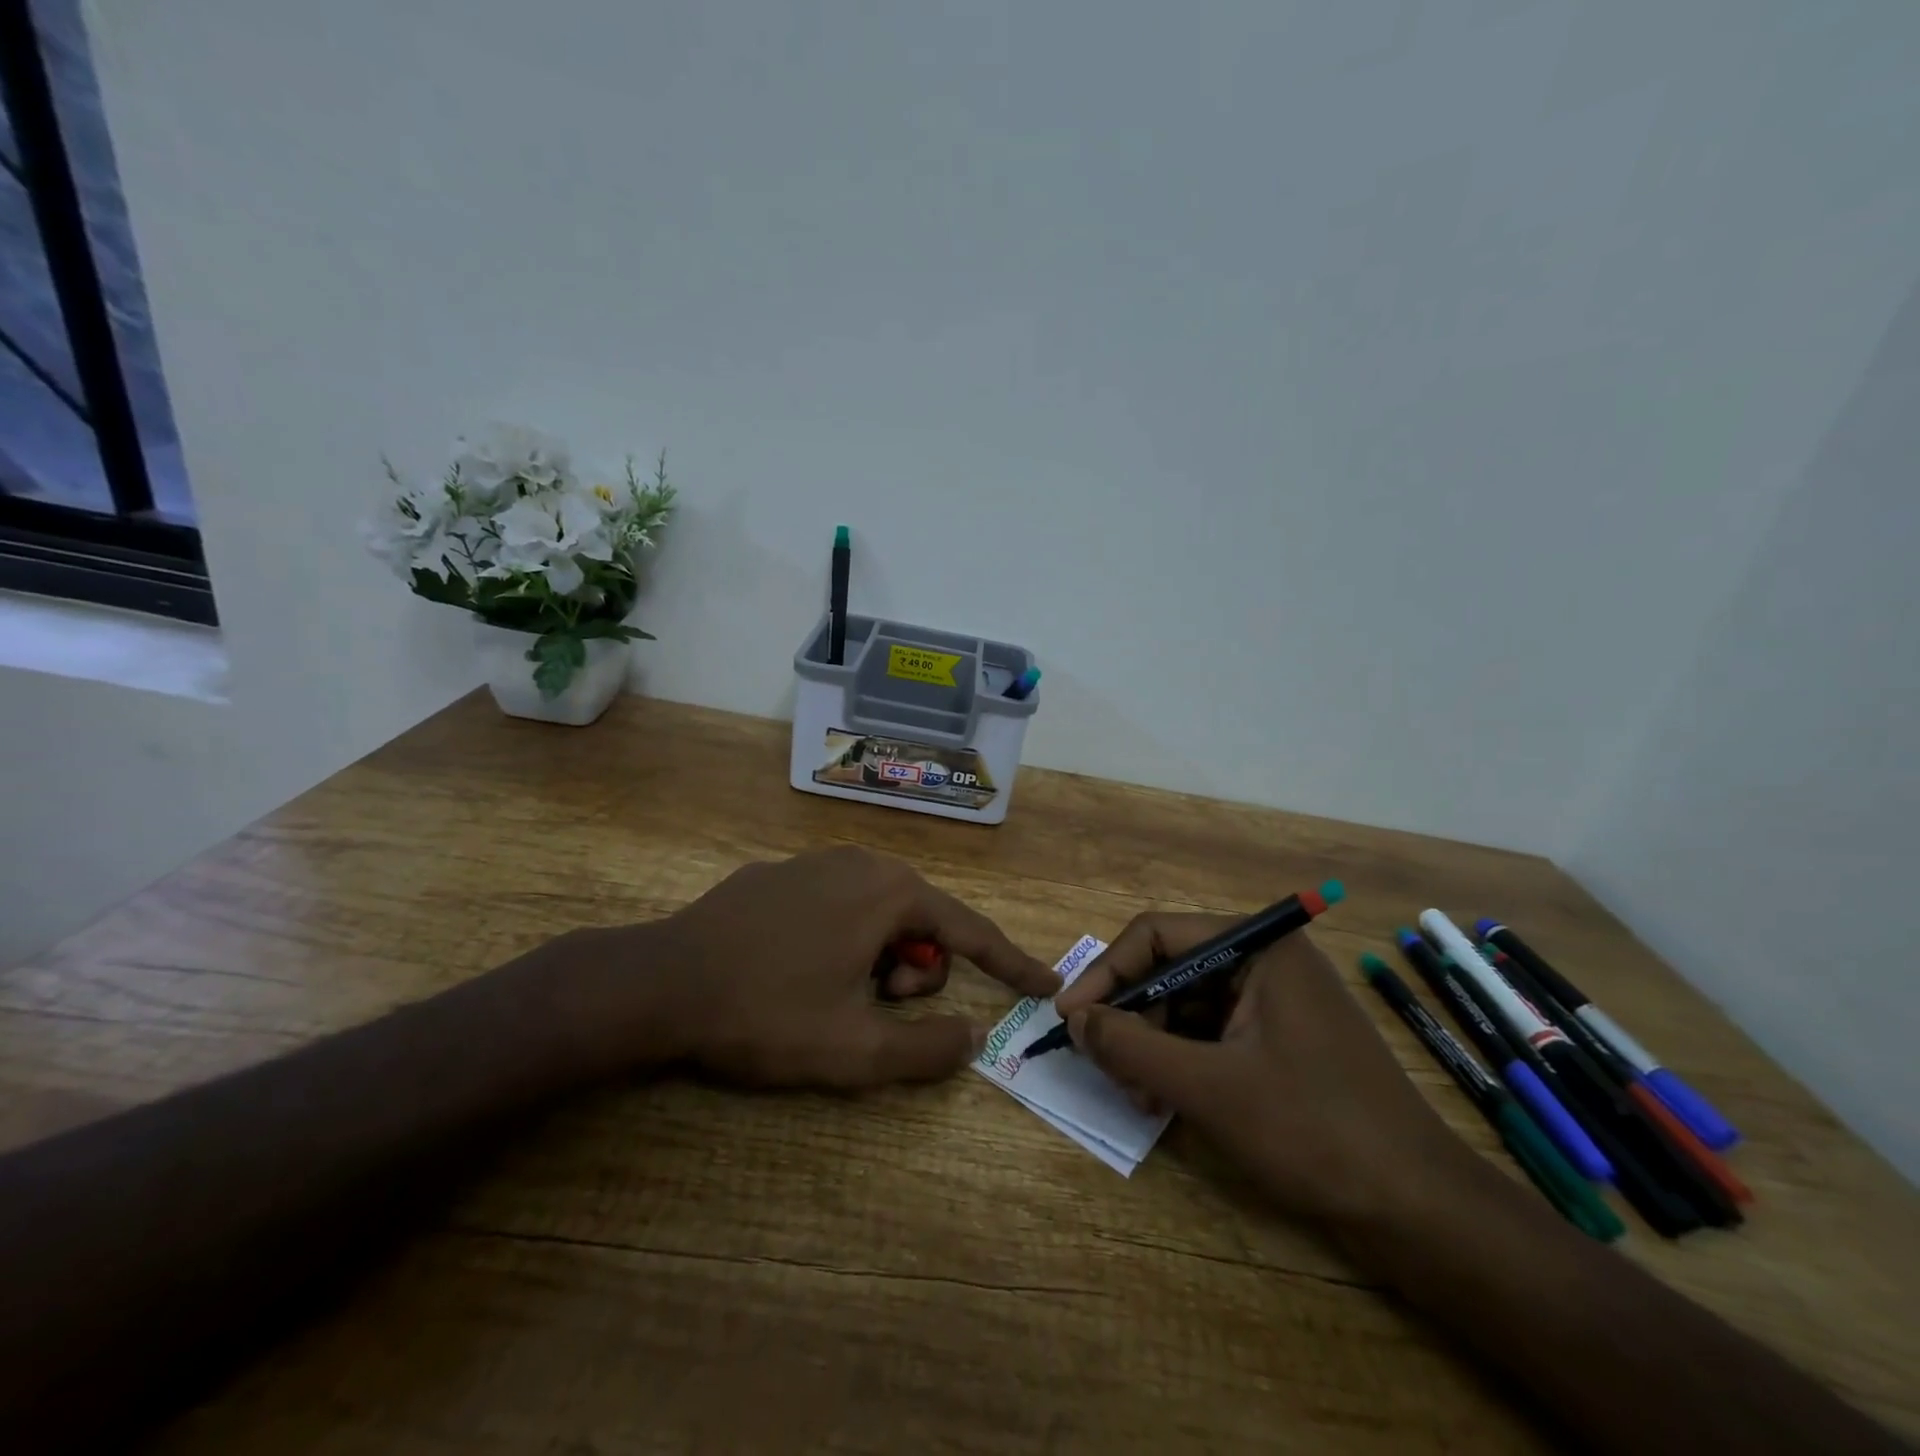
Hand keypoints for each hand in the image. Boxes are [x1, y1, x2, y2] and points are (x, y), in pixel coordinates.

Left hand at [622, 847, 1058, 1088]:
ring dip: (878, 958)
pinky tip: (796, 968)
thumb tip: (973, 1038)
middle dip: (916, 970)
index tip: (1044, 984)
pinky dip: (843, 939)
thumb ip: (927, 1049)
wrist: (659, 982)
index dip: (1010, 963)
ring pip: (879, 913)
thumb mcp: (854, 1050)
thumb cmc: (766, 1012)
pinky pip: (838, 905)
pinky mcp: (780, 873)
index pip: (971, 930)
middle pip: (922, 921)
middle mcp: (861, 861)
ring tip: (834, 992)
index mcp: (890, 892)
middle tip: (876, 1005)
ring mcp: (816, 861)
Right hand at [1054, 915, 1472, 1226]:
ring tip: (1138, 1095)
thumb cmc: (1313, 1132)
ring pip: (1188, 1004)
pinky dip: (1182, 1060)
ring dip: (1153, 1044)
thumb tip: (1075, 1019)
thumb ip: (1132, 1046)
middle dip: (1133, 1018)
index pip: (1158, 935)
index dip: (1107, 972)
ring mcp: (1276, 999)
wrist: (1420, 1210)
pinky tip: (1166, 1098)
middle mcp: (1266, 960)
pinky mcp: (1281, 1037)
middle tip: (1106, 1068)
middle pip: (1171, 969)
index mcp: (1258, 947)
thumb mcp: (1209, 1088)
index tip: (1071, 1017)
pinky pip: (1213, 1032)